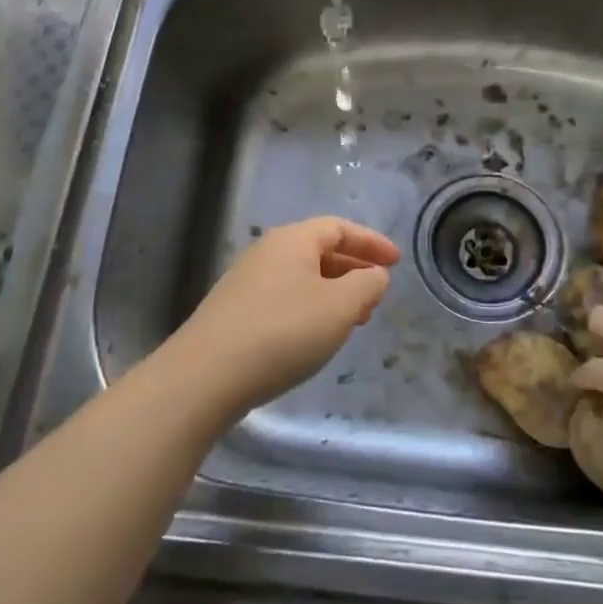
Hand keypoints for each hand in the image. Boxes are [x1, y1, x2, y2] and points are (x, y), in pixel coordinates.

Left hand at [167, 217, 399, 412]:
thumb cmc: (283, 332)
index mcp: (293, 240)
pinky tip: (315, 337)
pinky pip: (284, 298)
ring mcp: (246, 281)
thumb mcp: (339, 307)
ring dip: (332, 292)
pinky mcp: (234, 312)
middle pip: (319, 250)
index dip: (371, 242)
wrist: (205, 376)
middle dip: (353, 270)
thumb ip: (366, 285)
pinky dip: (310, 308)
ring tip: (352, 320)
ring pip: (302, 277)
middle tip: (376, 295)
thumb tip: (374, 275)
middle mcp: (267, 252)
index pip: (339, 227)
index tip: (396, 262)